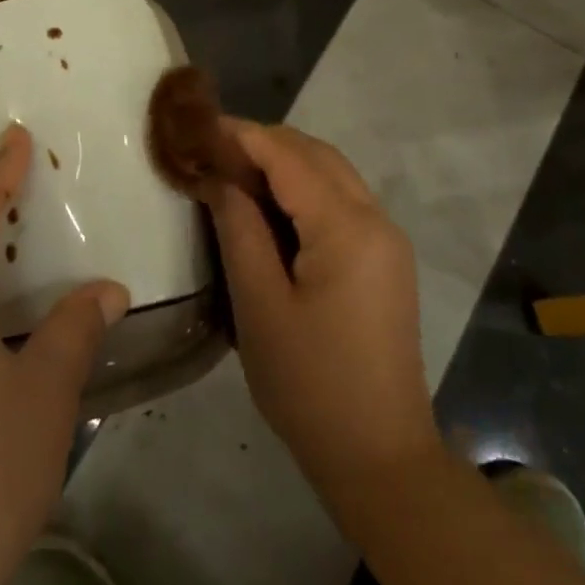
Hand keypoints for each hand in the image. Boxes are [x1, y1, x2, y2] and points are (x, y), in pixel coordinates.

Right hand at [209, 121, 441, 500]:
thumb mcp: (260, 305)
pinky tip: (269, 206)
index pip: (289, 156)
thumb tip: (220, 178)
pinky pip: (342, 202)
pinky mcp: (386, 260)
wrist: (380, 457)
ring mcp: (387, 240)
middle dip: (263, 143)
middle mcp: (377, 219)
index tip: (198, 126)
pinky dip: (304, 190)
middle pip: (316, 154)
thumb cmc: (309, 384)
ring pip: (333, 174)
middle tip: (210, 151)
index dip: (242, 135)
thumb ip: (239, 229)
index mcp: (348, 228)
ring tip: (232, 173)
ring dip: (284, 163)